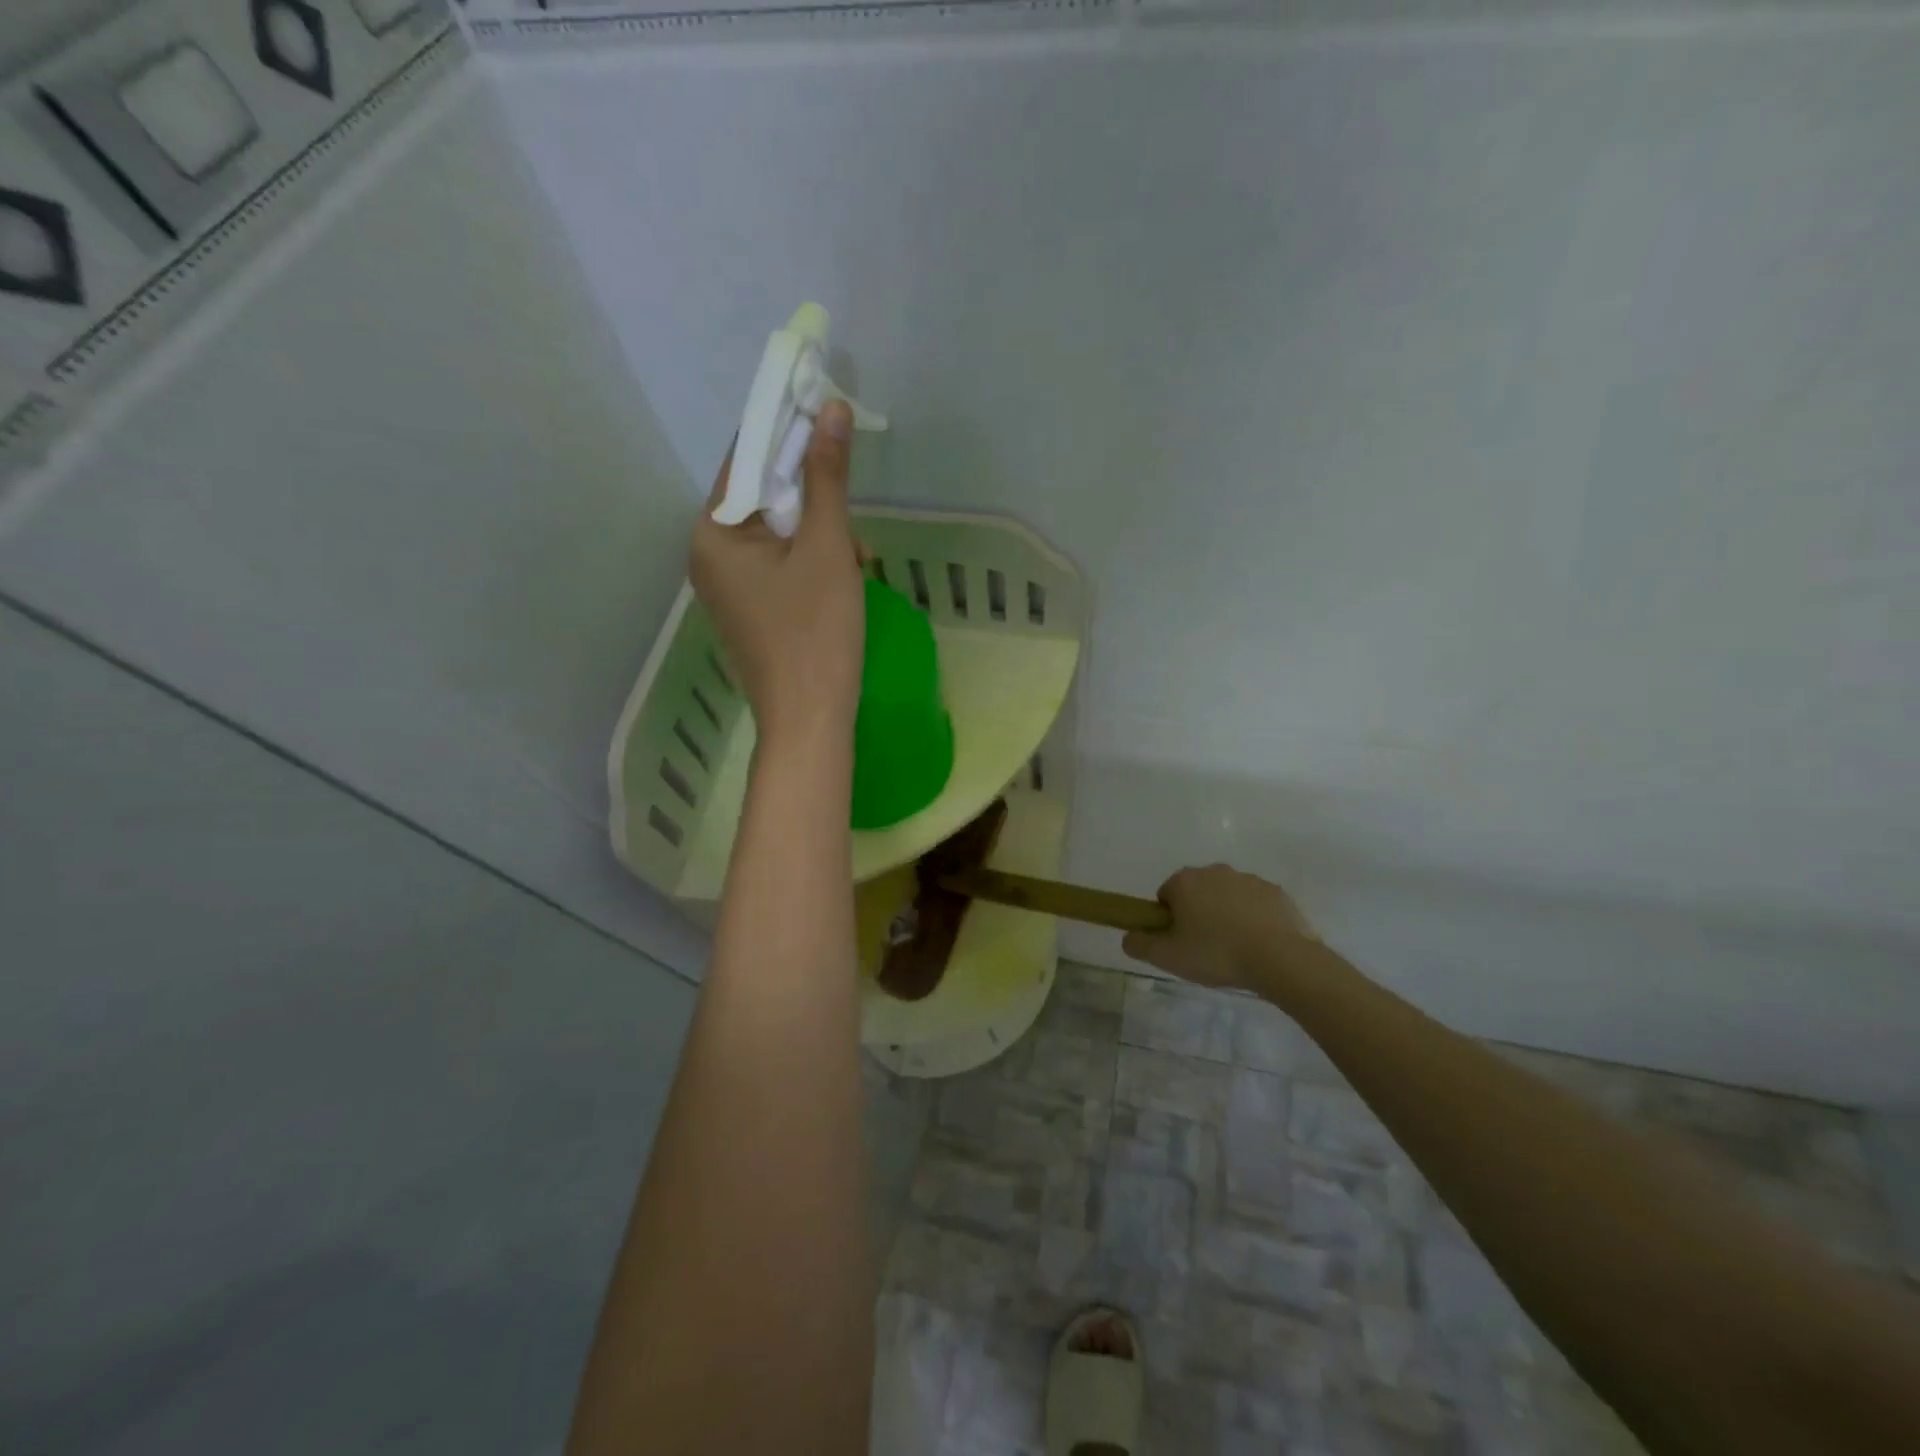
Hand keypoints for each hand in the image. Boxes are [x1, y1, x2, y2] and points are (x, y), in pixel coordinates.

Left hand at [690, 401, 865, 743]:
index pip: (747, 458)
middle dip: (814, 499)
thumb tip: (828, 407)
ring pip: (778, 534)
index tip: (828, 416)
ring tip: (859, 561)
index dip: (789, 432)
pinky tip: (846, 579)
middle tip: (853, 519)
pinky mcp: (749, 610)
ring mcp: (727, 586)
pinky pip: (779, 566)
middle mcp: (709, 554)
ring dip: (821, 534)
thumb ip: (827, 477)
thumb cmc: (816, 632)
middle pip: (763, 497)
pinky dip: (812, 563)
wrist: (809, 720)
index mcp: (713, 532)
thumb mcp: (828, 548)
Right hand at [1122, 864, 1317, 990]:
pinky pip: (1255, 904)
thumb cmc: (1216, 954)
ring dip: (1225, 915)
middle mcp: (1214, 871)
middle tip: (1204, 948)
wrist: (1280, 958)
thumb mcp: (1168, 957)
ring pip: (1226, 897)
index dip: (1169, 920)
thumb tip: (1128, 937)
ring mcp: (1248, 879)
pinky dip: (1253, 919)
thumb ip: (1140, 945)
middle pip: (1196, 892)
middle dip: (1197, 914)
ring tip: (1234, 950)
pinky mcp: (1276, 892)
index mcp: (1185, 881)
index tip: (1180, 942)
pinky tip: (1258, 945)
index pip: (1165, 895)